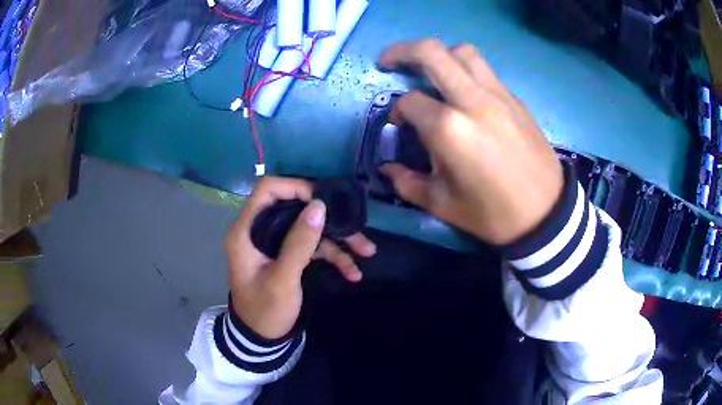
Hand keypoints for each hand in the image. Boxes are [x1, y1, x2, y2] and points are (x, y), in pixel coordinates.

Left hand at [225, 177, 375, 338]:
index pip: (268, 190)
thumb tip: (319, 205)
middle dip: (328, 218)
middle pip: (296, 208)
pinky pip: (312, 246)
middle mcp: (260, 230)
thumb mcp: (282, 279)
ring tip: (367, 251)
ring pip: (309, 228)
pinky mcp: (289, 254)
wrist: (262, 337)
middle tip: (355, 225)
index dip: (295, 187)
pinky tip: (352, 271)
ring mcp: (276, 242)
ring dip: (338, 239)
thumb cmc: (265, 310)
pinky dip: (333, 255)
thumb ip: (299, 243)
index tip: (323, 200)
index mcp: (247, 230)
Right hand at [379, 39, 562, 244]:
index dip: (397, 111)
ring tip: (430, 70)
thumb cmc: (492, 213)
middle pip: (432, 52)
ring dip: (440, 54)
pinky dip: (465, 70)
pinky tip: (462, 91)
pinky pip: (485, 70)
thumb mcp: (442, 205)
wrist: (545, 213)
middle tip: (389, 60)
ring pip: (463, 52)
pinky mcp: (514, 99)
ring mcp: (497, 95)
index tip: (400, 124)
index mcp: (449, 130)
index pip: (410, 101)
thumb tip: (386, 169)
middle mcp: (472, 101)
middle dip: (402, 51)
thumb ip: (407, 183)